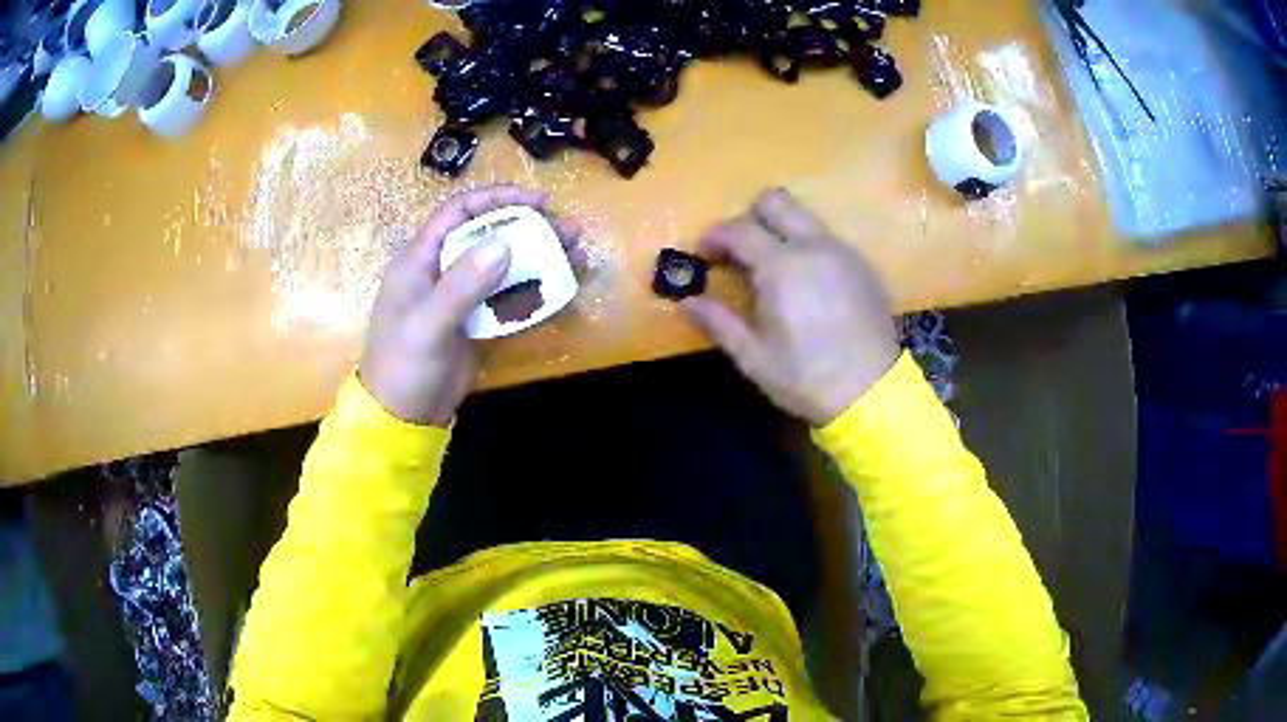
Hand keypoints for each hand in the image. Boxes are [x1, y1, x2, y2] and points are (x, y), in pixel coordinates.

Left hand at [359, 185, 577, 425]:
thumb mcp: (428, 325)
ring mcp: (460, 298)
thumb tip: (505, 242)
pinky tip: (560, 290)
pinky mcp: (475, 322)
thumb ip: (463, 285)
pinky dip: (534, 292)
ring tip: (576, 256)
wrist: (402, 418)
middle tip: (568, 230)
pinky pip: (508, 298)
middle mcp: (441, 271)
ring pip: (503, 266)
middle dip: (529, 229)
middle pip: (488, 236)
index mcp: (420, 260)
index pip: (459, 213)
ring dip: (538, 259)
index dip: (496, 200)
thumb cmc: (404, 367)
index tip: (536, 203)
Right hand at [682, 189, 899, 426]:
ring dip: (780, 229)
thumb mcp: (753, 357)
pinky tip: (806, 283)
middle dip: (749, 216)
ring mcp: (842, 252)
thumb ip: (718, 322)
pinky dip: (807, 246)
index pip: (739, 229)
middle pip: (775, 200)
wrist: (872, 393)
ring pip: (804, 216)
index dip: (714, 236)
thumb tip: (686, 302)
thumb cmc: (806, 377)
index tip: (703, 254)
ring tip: (772, 268)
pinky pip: (826, 238)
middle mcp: (814, 245)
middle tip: (740, 250)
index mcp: (782, 266)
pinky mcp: (862, 265)